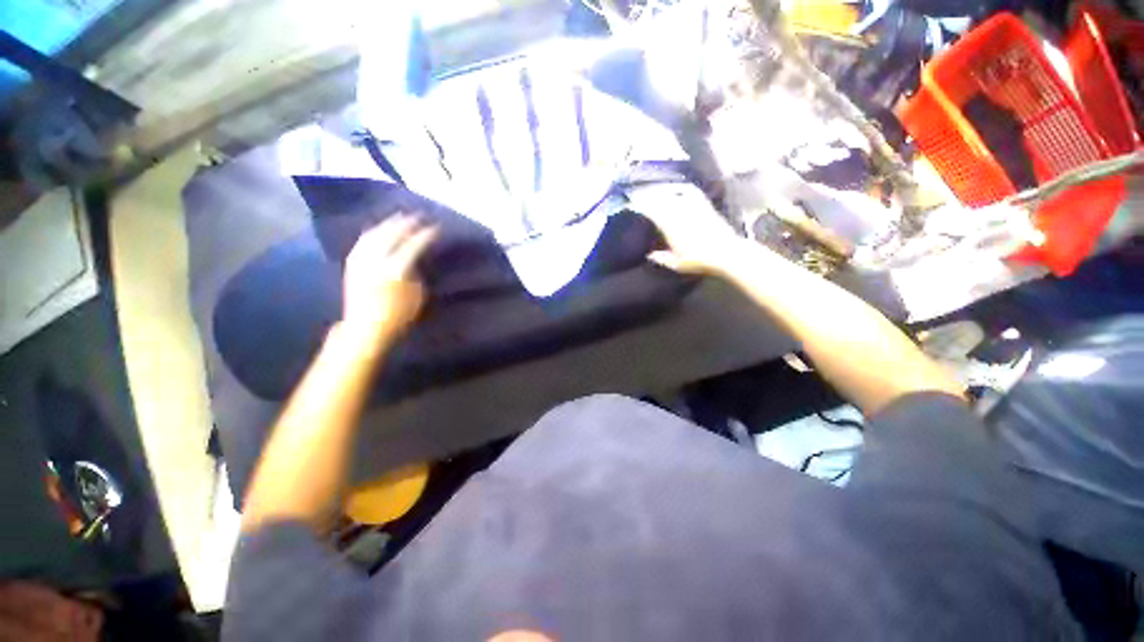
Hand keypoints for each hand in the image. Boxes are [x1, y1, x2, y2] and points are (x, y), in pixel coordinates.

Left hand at [342, 214, 437, 345]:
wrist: (365, 326)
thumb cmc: (398, 314)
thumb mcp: (417, 294)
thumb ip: (417, 272)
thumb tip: (416, 257)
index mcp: (396, 269)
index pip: (413, 244)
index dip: (425, 234)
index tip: (436, 227)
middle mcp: (376, 259)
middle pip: (392, 233)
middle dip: (406, 223)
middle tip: (418, 216)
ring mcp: (361, 259)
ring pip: (375, 233)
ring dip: (388, 224)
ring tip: (399, 217)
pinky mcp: (352, 263)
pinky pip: (364, 241)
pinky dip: (374, 232)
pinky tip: (379, 229)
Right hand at [634, 185, 751, 274]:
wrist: (726, 252)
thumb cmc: (699, 260)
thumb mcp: (676, 264)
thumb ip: (661, 258)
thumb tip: (649, 254)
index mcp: (669, 225)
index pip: (650, 209)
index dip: (639, 205)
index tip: (630, 205)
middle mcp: (679, 211)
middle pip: (659, 198)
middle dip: (647, 196)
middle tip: (637, 197)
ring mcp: (692, 205)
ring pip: (672, 193)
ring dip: (661, 191)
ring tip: (653, 193)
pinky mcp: (703, 204)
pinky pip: (689, 191)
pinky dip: (680, 188)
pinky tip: (676, 189)